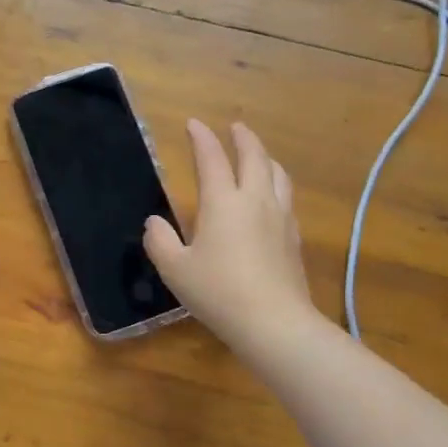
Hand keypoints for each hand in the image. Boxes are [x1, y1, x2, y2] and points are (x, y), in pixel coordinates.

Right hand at [144, 120, 319, 350]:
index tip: (195, 123)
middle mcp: (255, 200)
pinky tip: (272, 197)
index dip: (202, 138)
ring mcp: (280, 218)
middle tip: (236, 127)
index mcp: (223, 202)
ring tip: (258, 156)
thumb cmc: (219, 292)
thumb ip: (160, 242)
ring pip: (277, 175)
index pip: (211, 159)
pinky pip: (286, 198)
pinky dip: (276, 185)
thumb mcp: (175, 269)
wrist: (274, 323)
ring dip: (265, 158)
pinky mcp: (294, 238)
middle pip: (254, 157)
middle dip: (243, 138)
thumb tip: (154, 222)